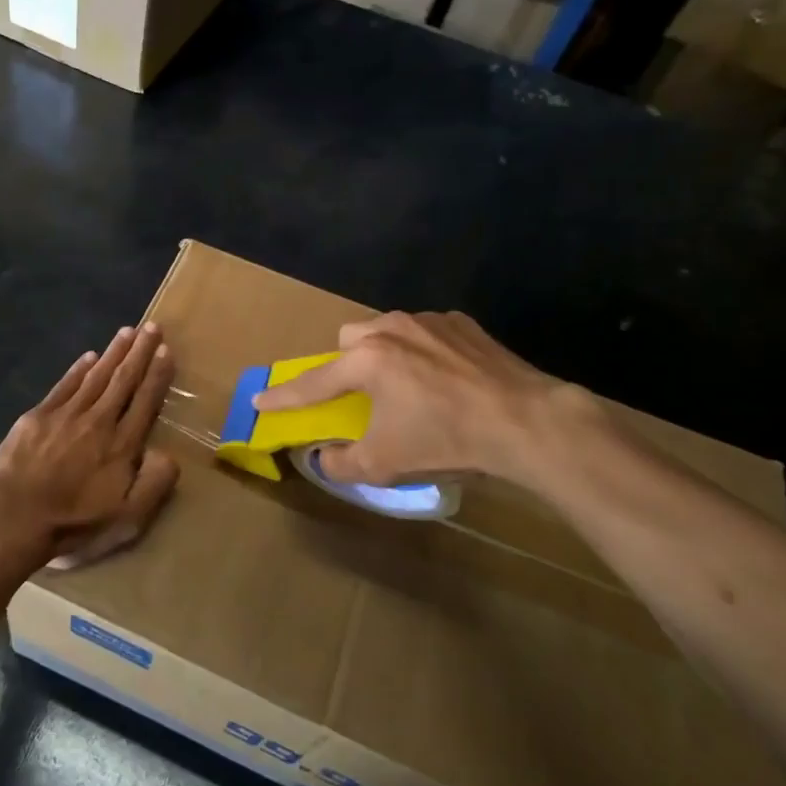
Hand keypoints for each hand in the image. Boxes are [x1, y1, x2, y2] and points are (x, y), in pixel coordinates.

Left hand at [0, 322, 179, 569]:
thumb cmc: (73, 523)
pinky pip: (65, 385)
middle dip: (140, 352)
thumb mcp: (126, 519)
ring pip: (96, 376)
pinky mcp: (38, 416)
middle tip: (152, 327)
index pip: (145, 401)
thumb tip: (170, 455)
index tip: (166, 351)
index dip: (157, 375)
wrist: (14, 516)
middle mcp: (99, 421)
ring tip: (127, 332)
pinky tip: (88, 356)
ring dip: (113, 352)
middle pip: (123, 380)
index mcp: (122, 445)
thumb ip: (153, 485)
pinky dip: (78, 368)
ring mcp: (66, 415)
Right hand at [253, 311, 577, 489]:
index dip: (284, 396)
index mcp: (367, 361)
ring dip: (385, 354)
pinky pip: (425, 332)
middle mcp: (391, 329)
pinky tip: (446, 378)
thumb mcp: (386, 464)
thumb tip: (324, 458)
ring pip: (388, 330)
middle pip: (349, 339)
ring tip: (410, 386)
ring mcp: (429, 321)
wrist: (526, 421)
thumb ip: (342, 464)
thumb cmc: (446, 439)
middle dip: (346, 364)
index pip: (313, 382)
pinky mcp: (462, 323)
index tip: (260, 400)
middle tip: (363, 395)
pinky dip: (423, 351)